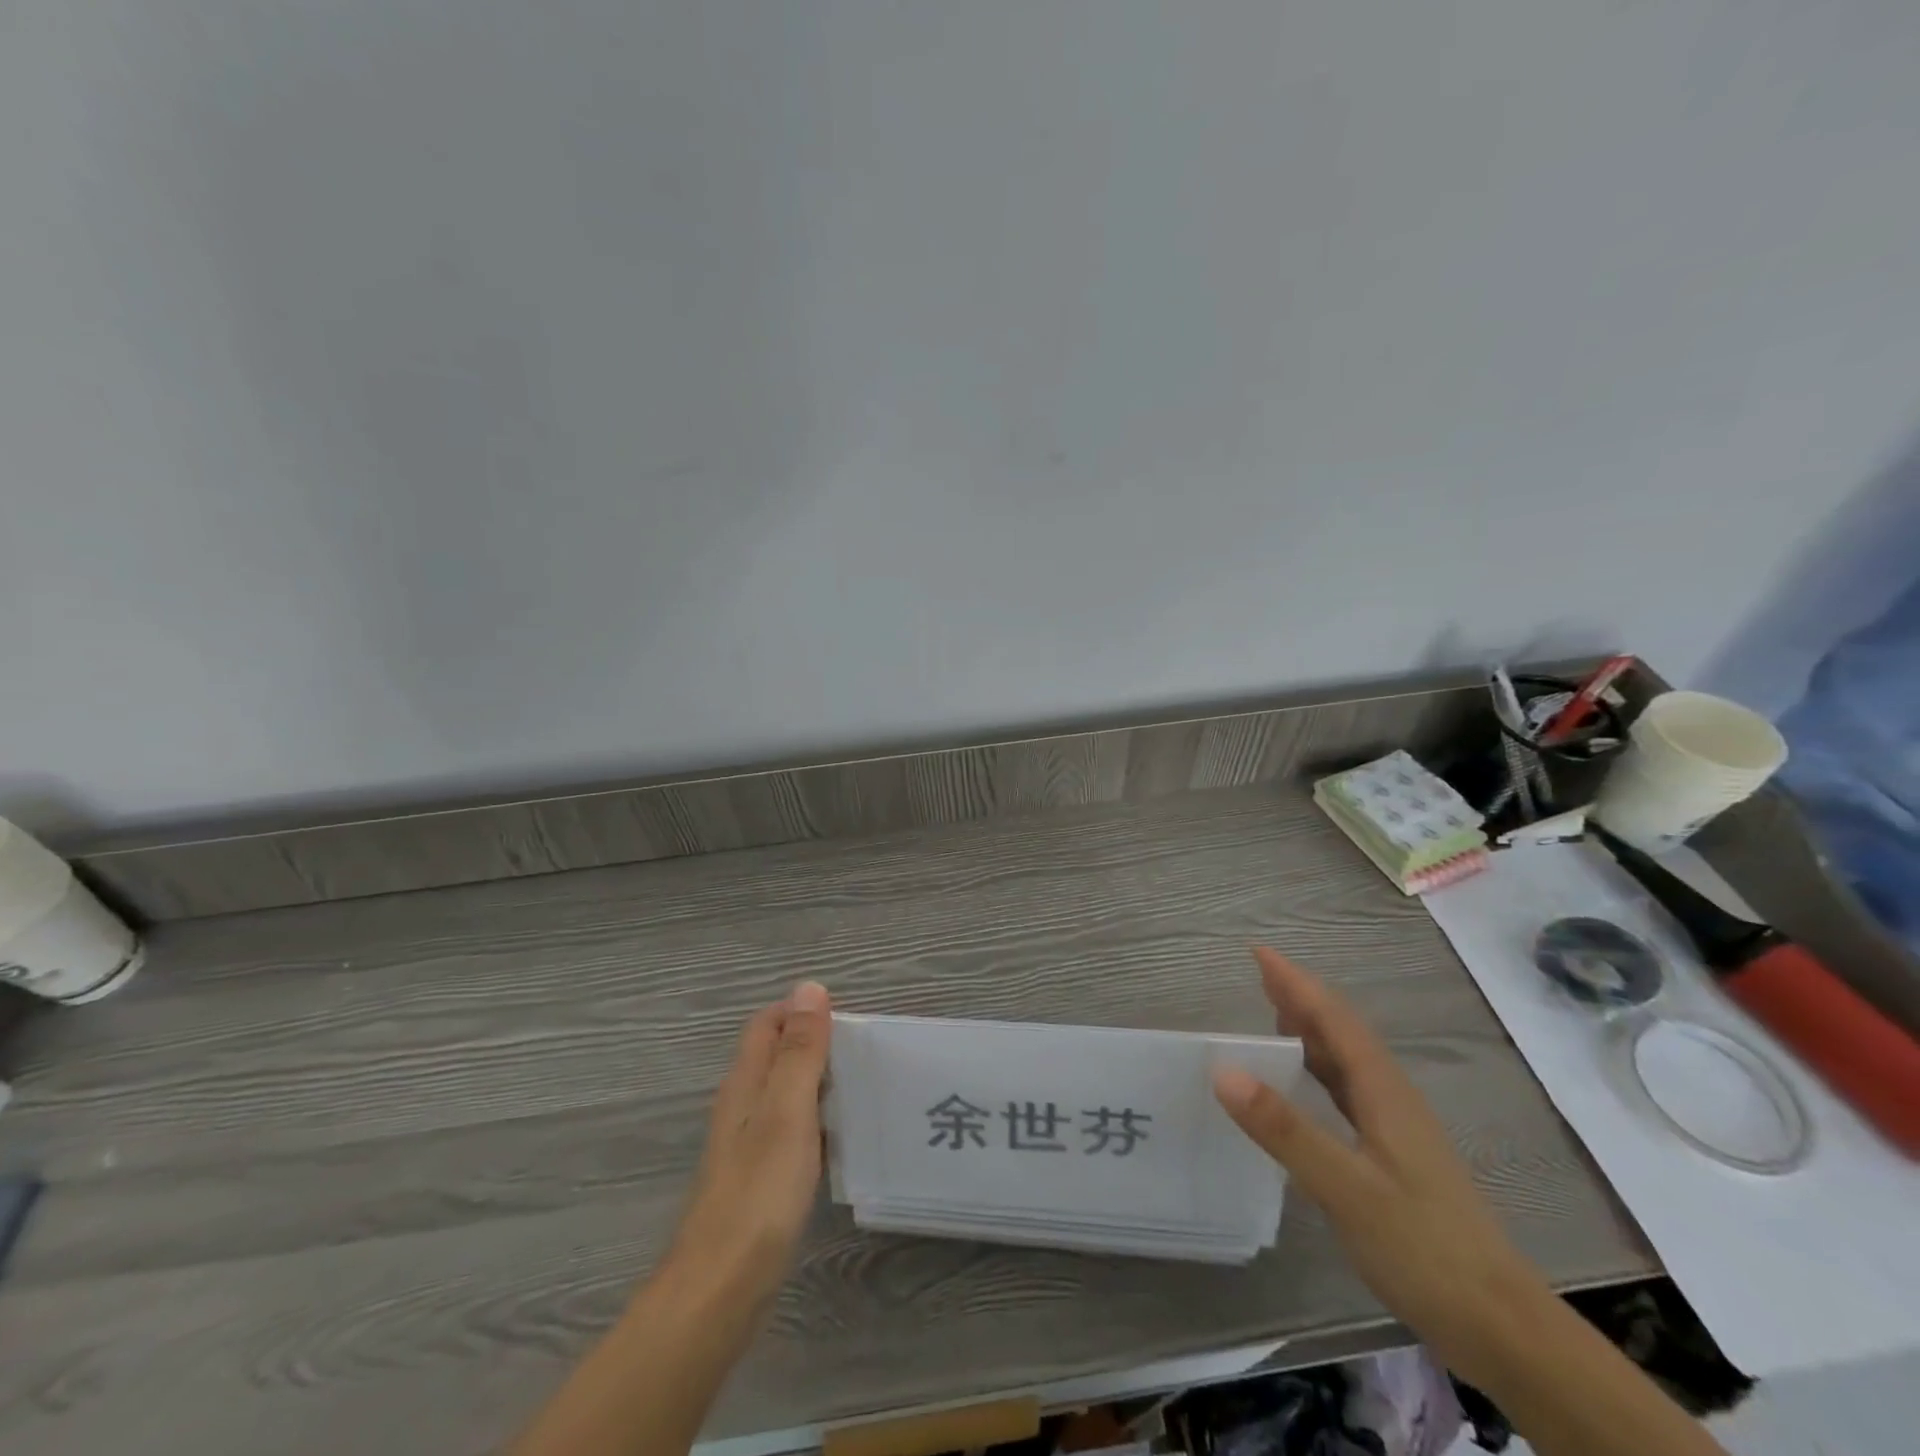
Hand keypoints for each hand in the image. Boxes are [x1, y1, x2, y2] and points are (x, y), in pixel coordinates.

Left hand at [663, 982, 832, 1310]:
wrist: (720, 1290)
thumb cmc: (759, 1192)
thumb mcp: (787, 1110)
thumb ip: (799, 1050)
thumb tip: (809, 987)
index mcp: (745, 1082)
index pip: (767, 1023)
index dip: (801, 1011)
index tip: (847, 1020)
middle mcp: (742, 1106)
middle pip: (776, 1055)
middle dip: (815, 1043)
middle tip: (865, 1053)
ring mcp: (748, 1145)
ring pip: (785, 1093)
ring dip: (818, 1081)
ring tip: (863, 1086)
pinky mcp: (758, 1179)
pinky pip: (790, 1130)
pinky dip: (816, 1120)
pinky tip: (842, 1138)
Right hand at [1211, 948, 1554, 1381]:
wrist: (1502, 1326)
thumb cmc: (1424, 1248)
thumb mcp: (1345, 1188)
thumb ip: (1284, 1128)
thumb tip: (1223, 1069)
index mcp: (1383, 1092)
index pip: (1333, 1019)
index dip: (1296, 983)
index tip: (1259, 951)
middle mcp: (1391, 1098)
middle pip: (1342, 1032)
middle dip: (1301, 998)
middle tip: (1259, 975)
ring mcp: (1396, 1129)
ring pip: (1347, 1061)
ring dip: (1310, 1031)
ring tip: (1272, 1016)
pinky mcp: (1395, 1156)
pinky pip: (1348, 1092)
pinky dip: (1318, 1070)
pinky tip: (1304, 1086)